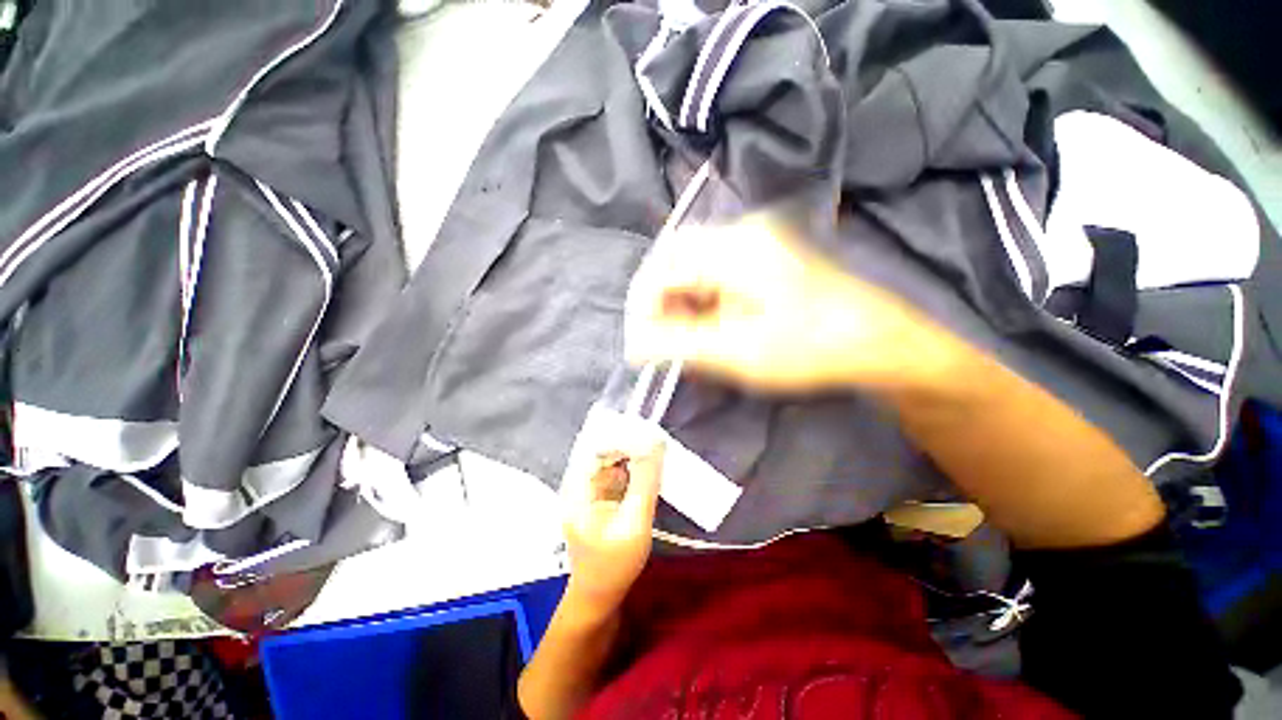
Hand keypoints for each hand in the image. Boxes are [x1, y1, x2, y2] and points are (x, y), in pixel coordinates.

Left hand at [560, 429, 665, 621]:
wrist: (600, 592)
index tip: (646, 433)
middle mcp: (577, 482)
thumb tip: (655, 444)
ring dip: (630, 448)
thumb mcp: (634, 525)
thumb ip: (644, 483)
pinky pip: (615, 466)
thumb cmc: (614, 565)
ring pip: (608, 455)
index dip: (618, 435)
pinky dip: (631, 461)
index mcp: (576, 490)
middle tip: (654, 436)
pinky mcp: (599, 491)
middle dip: (626, 439)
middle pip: (600, 447)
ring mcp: (588, 486)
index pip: (593, 447)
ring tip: (654, 444)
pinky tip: (648, 461)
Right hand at [626, 216, 955, 393]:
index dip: (643, 306)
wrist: (877, 340)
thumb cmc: (810, 348)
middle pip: (674, 261)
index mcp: (733, 247)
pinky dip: (702, 302)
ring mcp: (753, 241)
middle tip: (662, 344)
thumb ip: (677, 344)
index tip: (641, 345)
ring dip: (681, 305)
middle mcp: (740, 231)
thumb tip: (632, 345)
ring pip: (692, 268)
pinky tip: (709, 329)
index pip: (662, 266)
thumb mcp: (737, 352)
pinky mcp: (761, 256)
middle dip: (661, 305)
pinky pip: (713, 273)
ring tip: (687, 342)